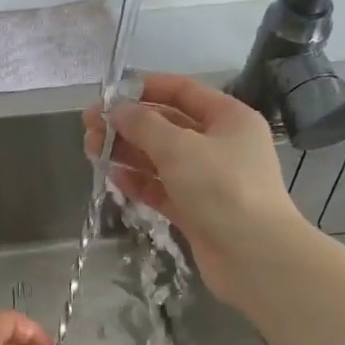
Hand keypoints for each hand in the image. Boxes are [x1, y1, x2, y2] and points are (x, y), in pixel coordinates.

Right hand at [84, 72, 302, 309]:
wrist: (255, 256)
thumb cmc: (222, 189)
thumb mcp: (179, 148)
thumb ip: (143, 125)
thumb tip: (115, 109)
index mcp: (228, 118)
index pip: (183, 91)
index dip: (145, 88)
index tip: (109, 93)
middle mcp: (220, 145)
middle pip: (167, 126)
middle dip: (128, 124)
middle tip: (89, 127)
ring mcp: (208, 180)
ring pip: (161, 159)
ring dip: (128, 153)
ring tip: (92, 150)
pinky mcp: (196, 210)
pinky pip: (162, 189)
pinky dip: (139, 182)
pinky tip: (113, 178)